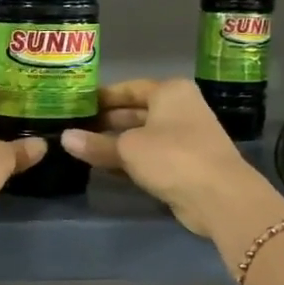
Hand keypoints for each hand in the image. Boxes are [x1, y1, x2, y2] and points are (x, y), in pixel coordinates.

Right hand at [60, 78, 283, 237]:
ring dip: (115, 144)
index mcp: (170, 92)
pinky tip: (104, 169)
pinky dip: (129, 161)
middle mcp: (179, 109)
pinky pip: (149, 157)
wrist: (219, 196)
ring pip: (141, 136)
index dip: (102, 97)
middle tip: (74, 128)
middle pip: (135, 112)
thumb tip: (65, 138)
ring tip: (82, 149)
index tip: (76, 105)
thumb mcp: (128, 149)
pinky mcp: (184, 165)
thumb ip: (95, 144)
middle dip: (106, 122)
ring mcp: (184, 138)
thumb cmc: (172, 157)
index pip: (129, 88)